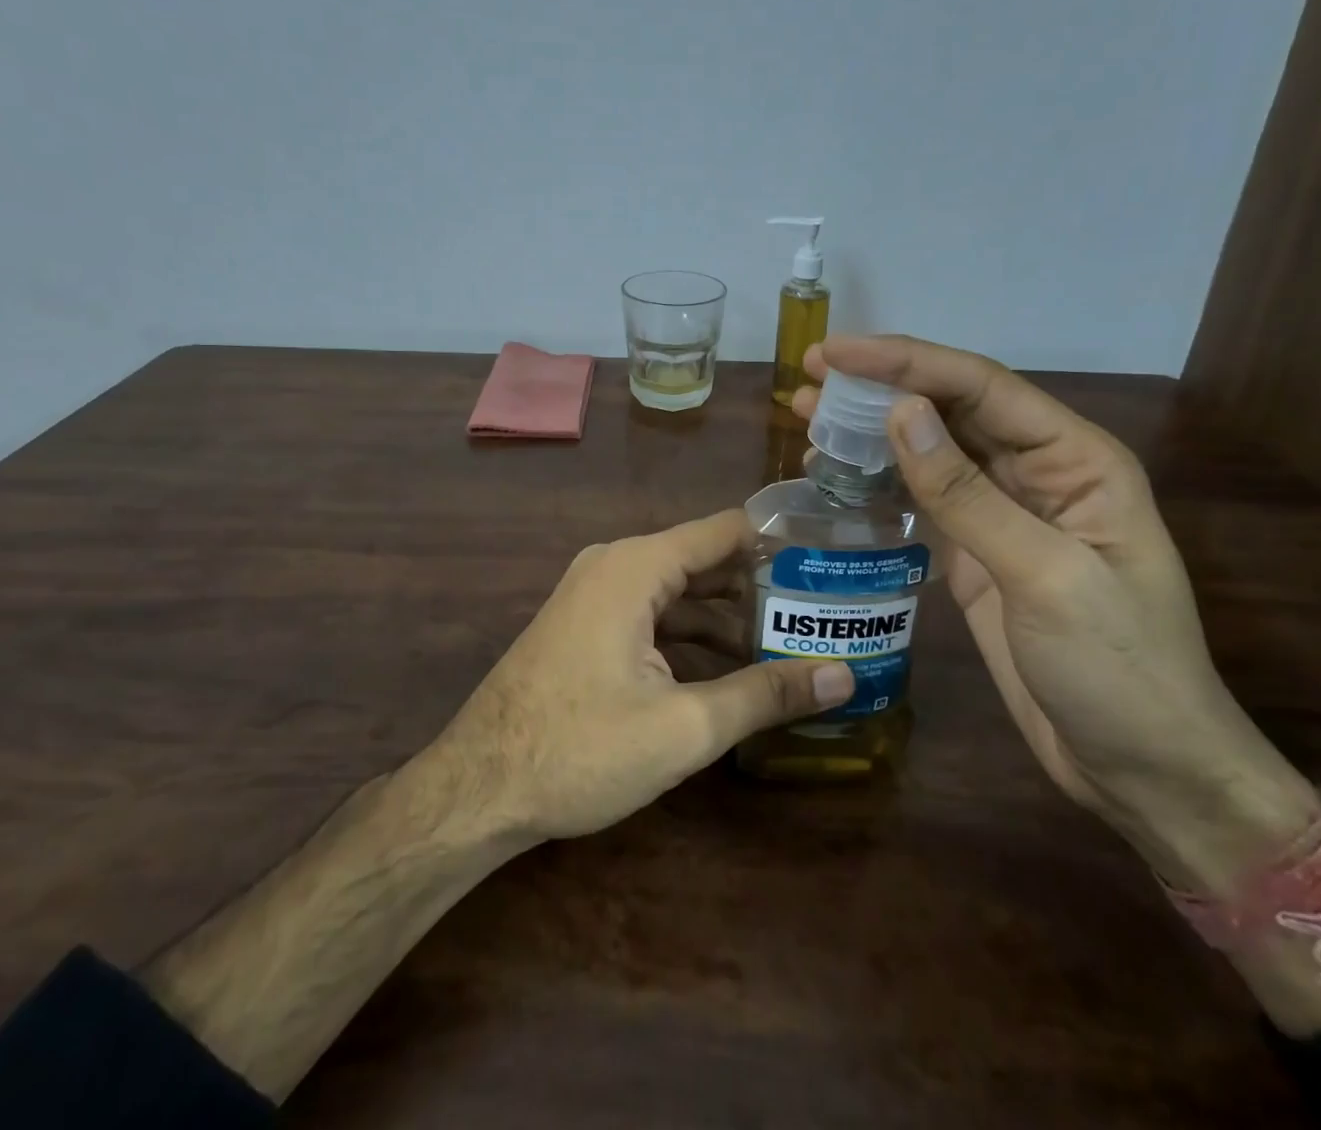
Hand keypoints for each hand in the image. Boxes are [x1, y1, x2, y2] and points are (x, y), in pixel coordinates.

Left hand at [424, 510, 855, 842]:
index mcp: (637, 566)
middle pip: (705, 561)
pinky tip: (731, 671)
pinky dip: (692, 636)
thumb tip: (844, 676)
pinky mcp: (586, 627)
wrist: (476, 789)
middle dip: (761, 588)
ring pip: (679, 593)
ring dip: (729, 619)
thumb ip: (765, 694)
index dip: (780, 543)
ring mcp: (595, 595)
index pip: (726, 531)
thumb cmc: (578, 750)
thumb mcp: (683, 727)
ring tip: (792, 646)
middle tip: (825, 614)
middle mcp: (615, 565)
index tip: (832, 564)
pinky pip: (652, 615)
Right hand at [796, 336, 1317, 889]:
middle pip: (951, 408)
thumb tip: (900, 413)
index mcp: (1075, 460)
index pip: (980, 387)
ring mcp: (1004, 513)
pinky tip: (836, 472)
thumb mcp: (1044, 576)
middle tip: (811, 374)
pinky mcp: (976, 553)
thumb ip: (967, 494)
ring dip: (872, 428)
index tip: (834, 352)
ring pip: (930, 449)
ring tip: (808, 412)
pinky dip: (878, 480)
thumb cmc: (1117, 670)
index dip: (905, 362)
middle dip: (881, 385)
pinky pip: (921, 498)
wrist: (1142, 771)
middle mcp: (1038, 473)